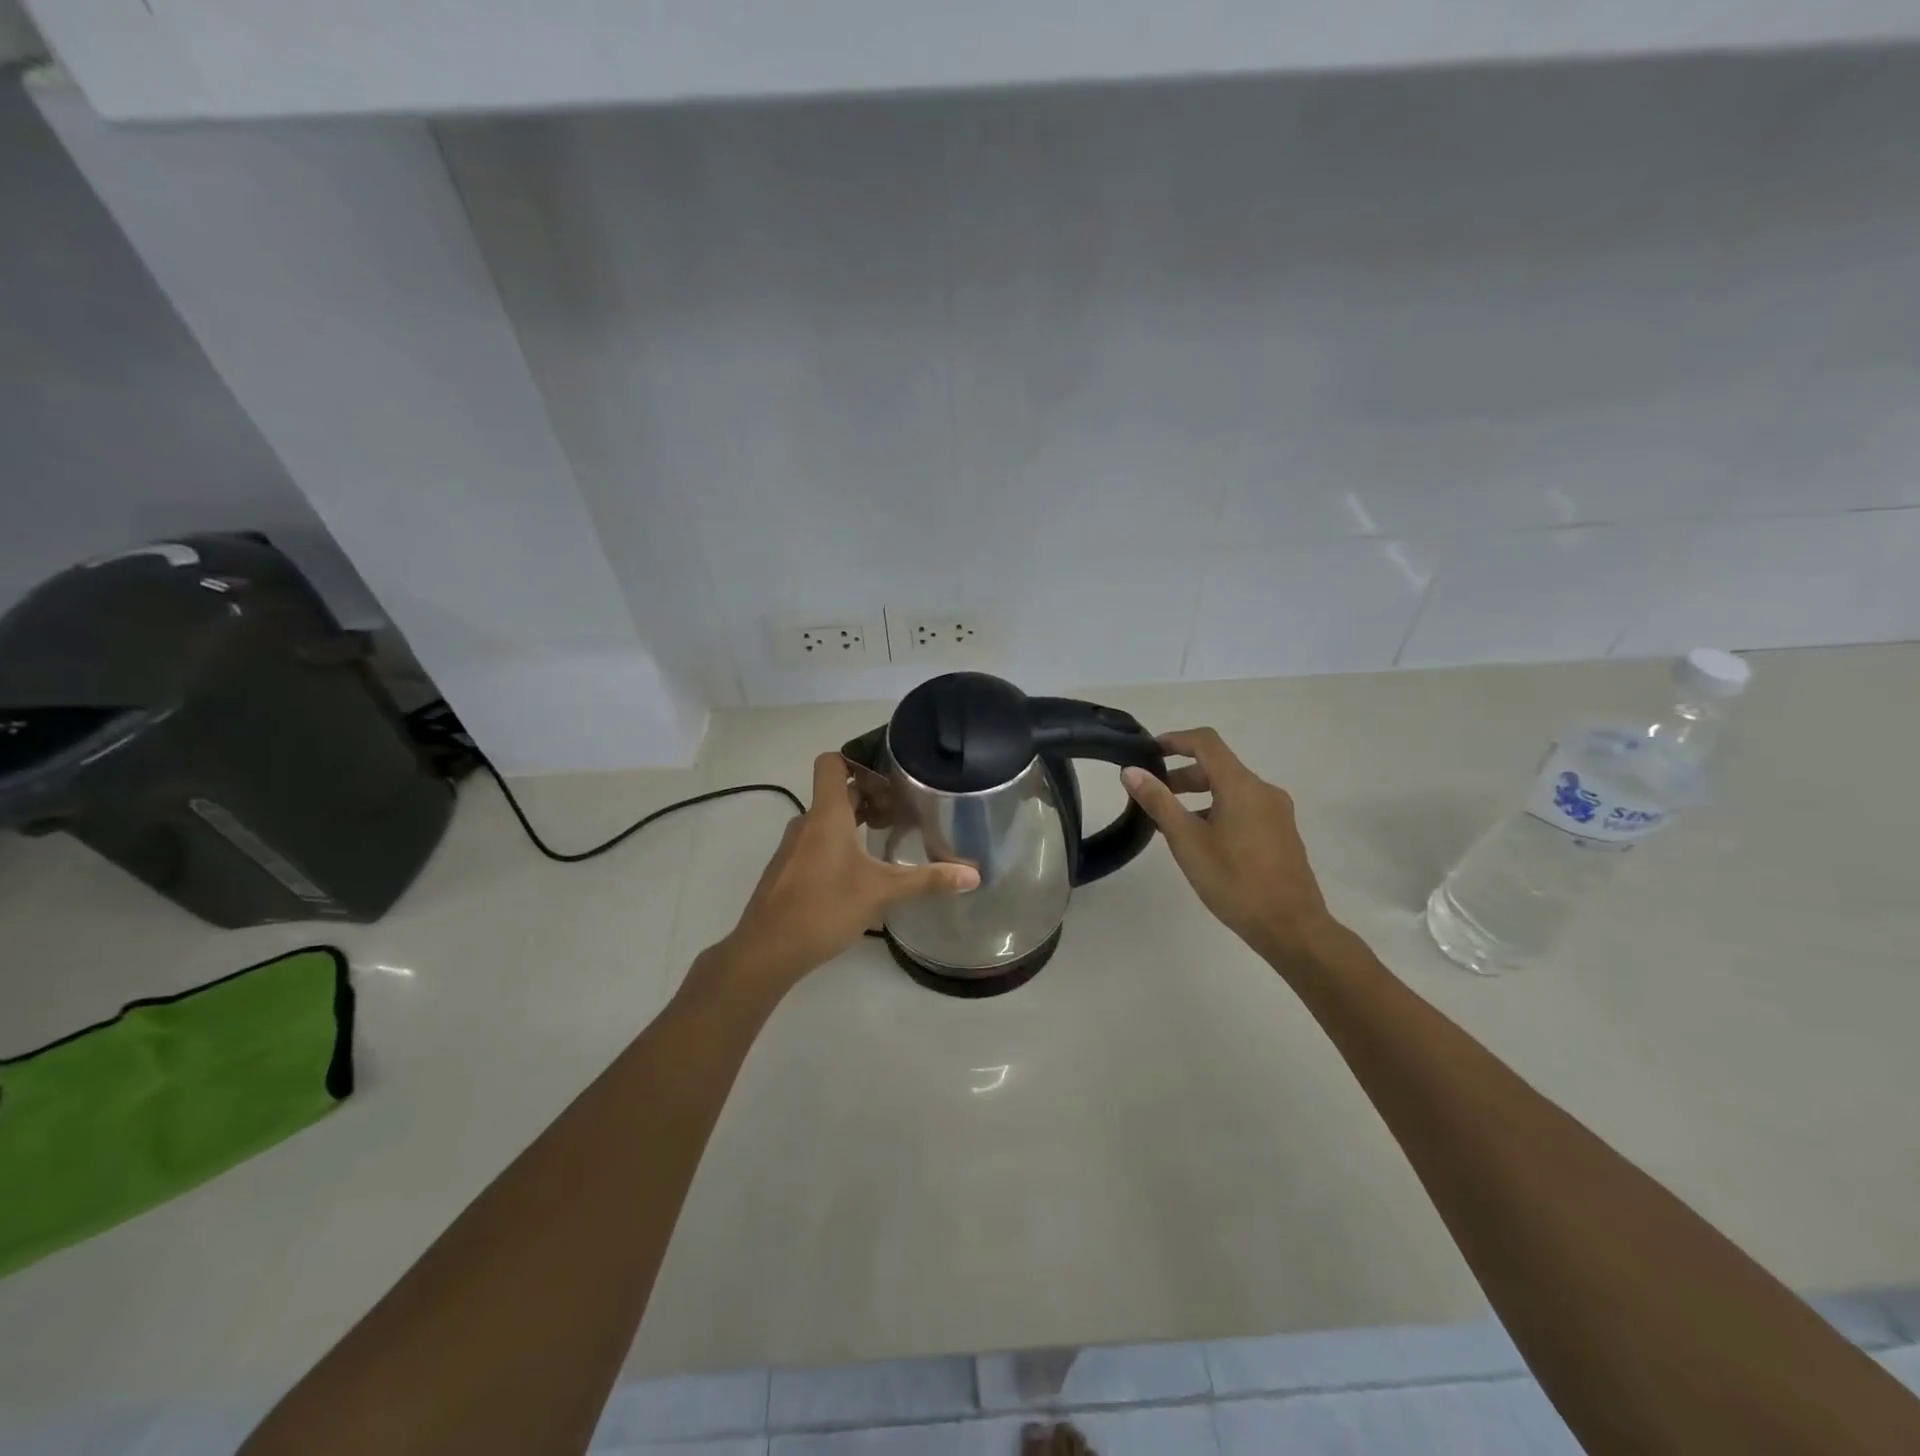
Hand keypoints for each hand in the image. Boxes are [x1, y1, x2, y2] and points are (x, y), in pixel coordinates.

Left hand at [714, 752, 978, 992]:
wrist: (766, 950)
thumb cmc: (824, 908)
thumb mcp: (882, 892)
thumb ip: (927, 880)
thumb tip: (974, 875)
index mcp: (827, 815)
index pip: (832, 763)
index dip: (858, 762)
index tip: (888, 780)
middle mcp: (806, 823)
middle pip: (837, 793)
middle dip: (868, 797)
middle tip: (900, 813)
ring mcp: (792, 848)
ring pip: (825, 821)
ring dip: (853, 823)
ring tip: (884, 842)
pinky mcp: (786, 871)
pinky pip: (815, 843)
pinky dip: (837, 846)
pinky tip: (857, 875)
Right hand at [1122, 728, 1336, 959]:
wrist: (1291, 927)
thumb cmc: (1234, 881)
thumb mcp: (1187, 841)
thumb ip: (1159, 802)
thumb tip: (1132, 772)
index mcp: (1242, 786)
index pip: (1206, 742)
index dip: (1175, 740)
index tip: (1148, 752)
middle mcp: (1263, 790)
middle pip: (1218, 766)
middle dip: (1182, 774)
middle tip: (1153, 794)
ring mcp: (1277, 812)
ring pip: (1231, 789)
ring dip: (1199, 794)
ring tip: (1171, 822)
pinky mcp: (1282, 833)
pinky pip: (1244, 807)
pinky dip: (1218, 810)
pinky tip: (1202, 840)